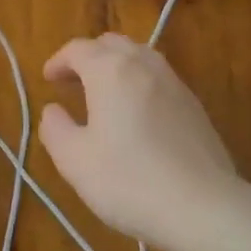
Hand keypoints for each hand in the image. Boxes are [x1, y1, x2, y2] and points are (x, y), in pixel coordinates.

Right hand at [38, 33, 241, 250]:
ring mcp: (175, 83)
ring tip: (103, 94)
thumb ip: (55, 129)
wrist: (203, 206)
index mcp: (110, 71)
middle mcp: (144, 66)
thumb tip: (53, 110)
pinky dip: (139, 82)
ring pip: (140, 56)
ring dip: (116, 66)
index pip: (78, 49)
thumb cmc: (128, 181)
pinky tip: (136, 114)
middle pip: (112, 44)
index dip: (59, 61)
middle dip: (88, 57)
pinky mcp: (194, 105)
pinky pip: (159, 78)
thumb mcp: (74, 161)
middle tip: (72, 82)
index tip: (47, 79)